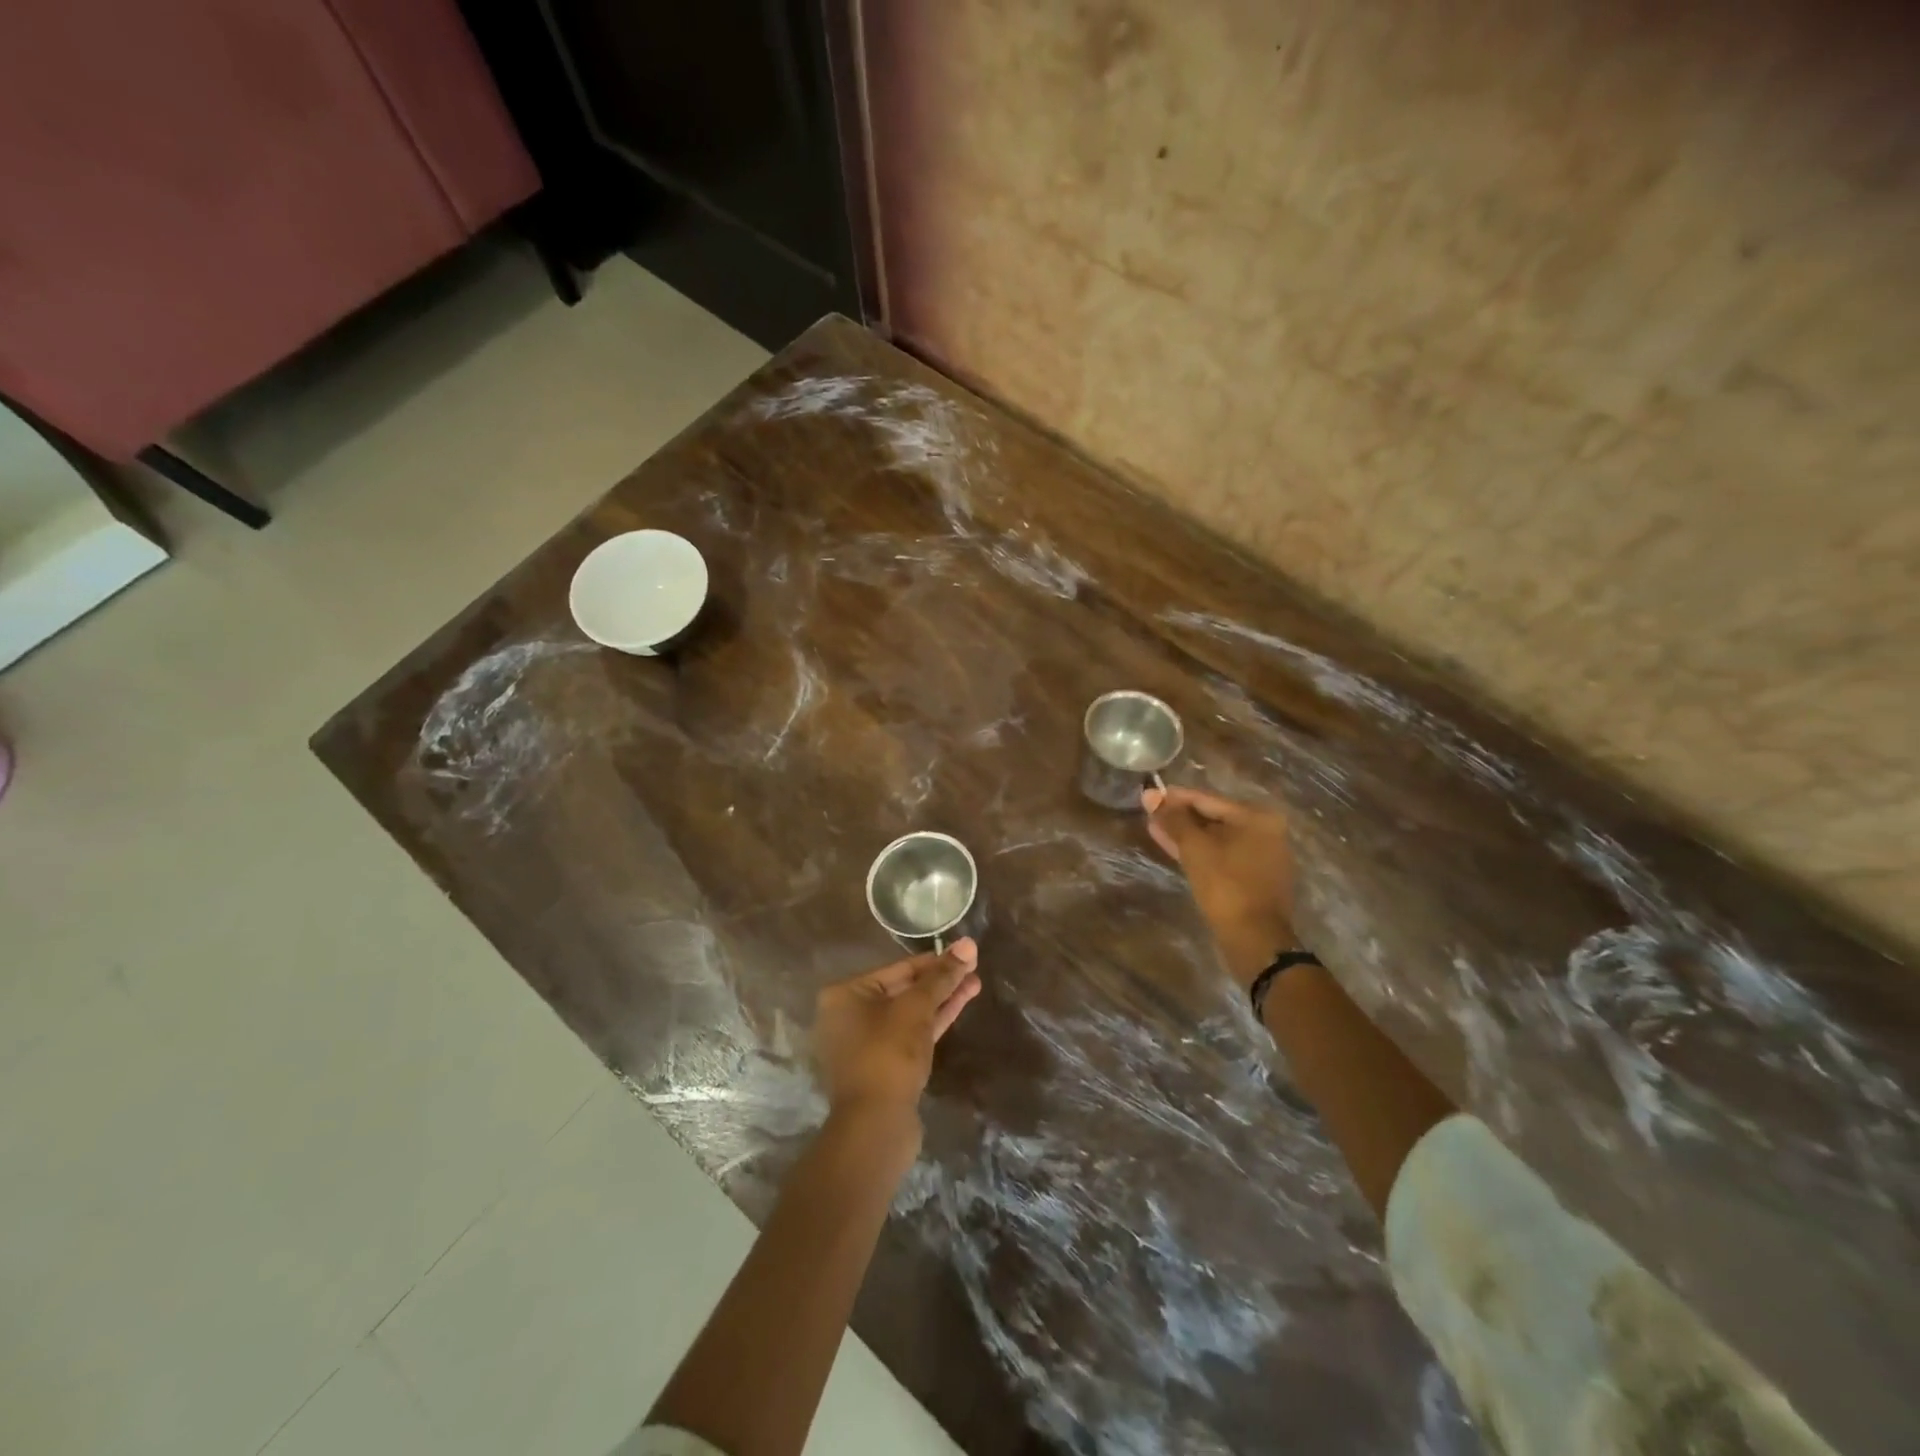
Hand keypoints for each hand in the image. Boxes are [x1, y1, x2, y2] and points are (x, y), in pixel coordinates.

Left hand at [813, 940, 981, 1123]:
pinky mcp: (882, 1067)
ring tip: (975, 984)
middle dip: (940, 981)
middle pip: (903, 989)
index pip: (897, 968)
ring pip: (909, 1013)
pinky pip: (909, 1035)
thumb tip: (968, 943)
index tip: (964, 954)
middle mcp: (849, 1015)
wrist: (876, 1125)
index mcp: (845, 994)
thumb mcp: (917, 1008)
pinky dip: (932, 1022)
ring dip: (941, 1000)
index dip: (934, 960)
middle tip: (974, 969)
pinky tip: (958, 1006)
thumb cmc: (888, 1054)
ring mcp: (865, 1044)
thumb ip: (942, 976)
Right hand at [1144, 786, 1297, 986]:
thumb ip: (1173, 819)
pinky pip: (1222, 856)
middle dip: (1180, 817)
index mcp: (1257, 817)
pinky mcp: (1254, 878)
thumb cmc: (1225, 886)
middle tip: (1149, 813)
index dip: (1175, 798)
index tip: (1149, 794)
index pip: (1208, 799)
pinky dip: (1200, 852)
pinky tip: (1175, 849)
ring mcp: (1262, 856)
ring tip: (1155, 829)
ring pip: (1216, 839)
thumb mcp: (1194, 848)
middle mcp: (1266, 832)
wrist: (1254, 939)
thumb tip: (1151, 795)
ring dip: (1186, 836)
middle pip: (1214, 818)